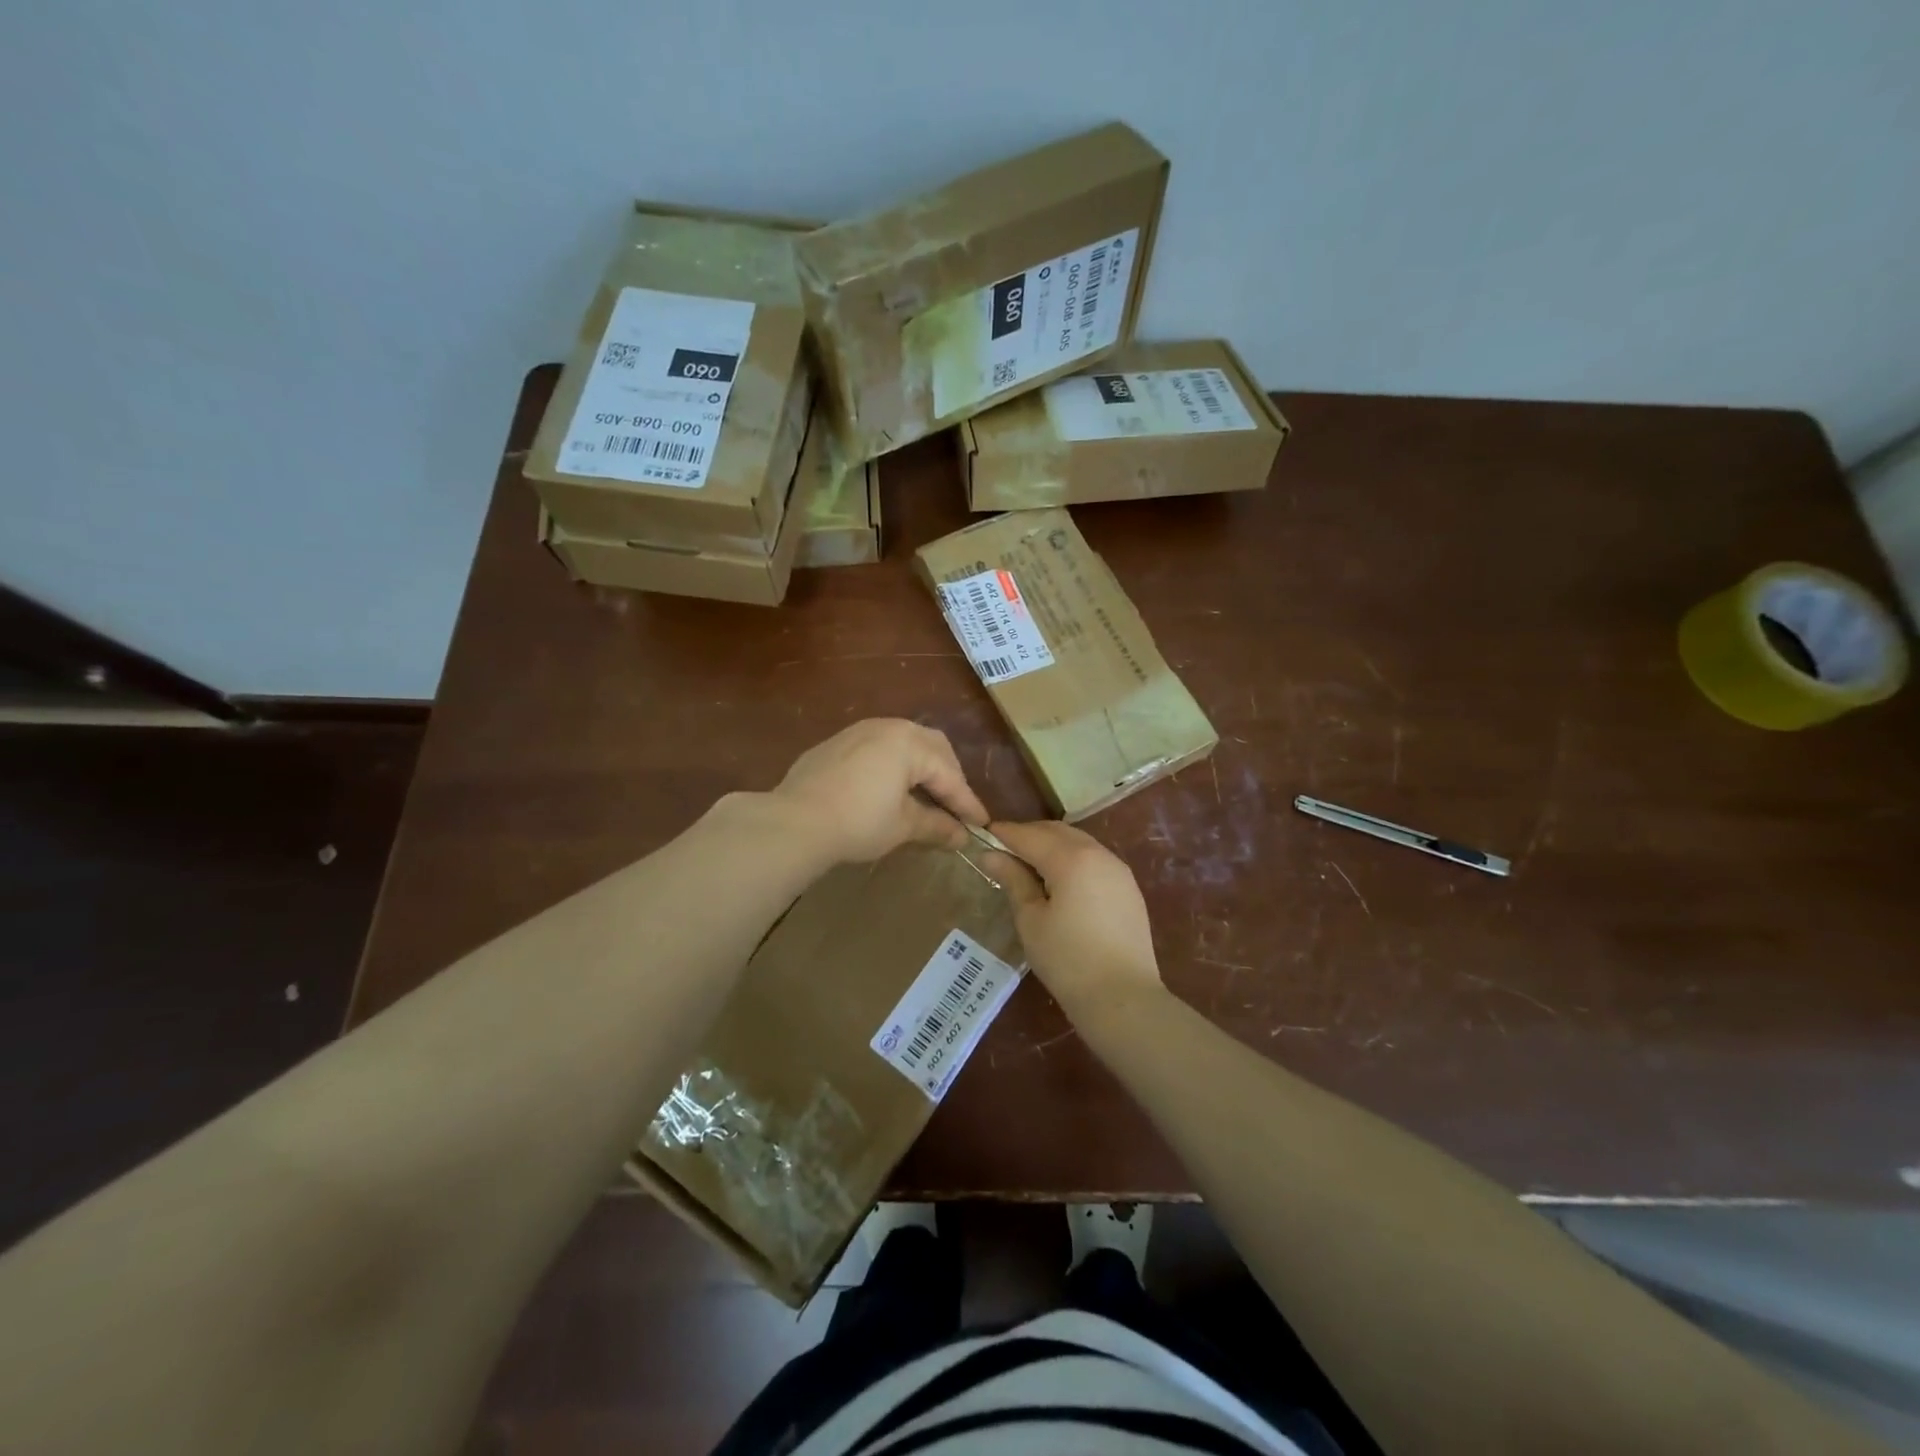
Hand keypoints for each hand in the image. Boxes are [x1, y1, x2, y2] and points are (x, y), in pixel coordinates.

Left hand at [770, 719, 989, 863]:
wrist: (794, 821)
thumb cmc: (858, 822)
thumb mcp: (902, 826)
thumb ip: (936, 826)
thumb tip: (962, 837)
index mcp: (910, 743)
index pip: (949, 775)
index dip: (967, 802)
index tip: (981, 825)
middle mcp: (887, 727)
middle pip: (931, 747)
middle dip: (947, 776)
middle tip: (955, 806)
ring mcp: (858, 731)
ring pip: (903, 742)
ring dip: (920, 767)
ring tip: (925, 795)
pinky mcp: (835, 744)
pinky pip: (876, 748)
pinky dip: (892, 766)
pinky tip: (888, 788)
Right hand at [985, 820, 1163, 1022]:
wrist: (1124, 999)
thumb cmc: (1068, 961)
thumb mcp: (1031, 920)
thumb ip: (1013, 880)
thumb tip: (990, 855)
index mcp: (1071, 858)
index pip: (1029, 835)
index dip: (1004, 834)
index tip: (982, 837)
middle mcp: (1098, 853)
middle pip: (1056, 832)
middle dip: (1028, 836)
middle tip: (1002, 852)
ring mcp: (1118, 869)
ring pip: (1078, 842)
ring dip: (1051, 846)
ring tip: (1028, 867)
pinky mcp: (1128, 887)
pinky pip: (1094, 859)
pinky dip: (1071, 859)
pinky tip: (1059, 881)